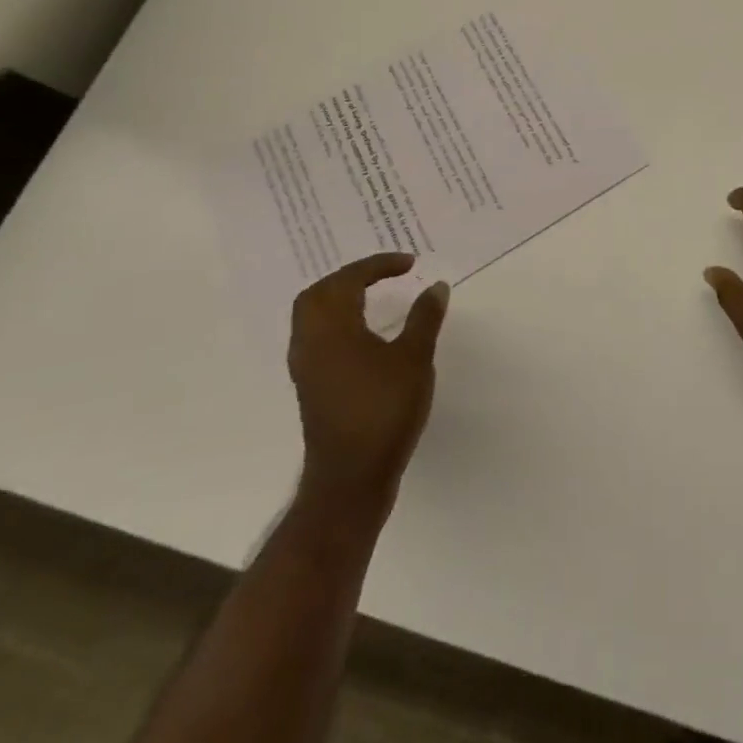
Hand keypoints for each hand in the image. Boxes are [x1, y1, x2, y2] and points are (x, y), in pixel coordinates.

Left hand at [287, 255, 449, 512]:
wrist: (350, 479)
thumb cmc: (383, 411)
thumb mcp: (414, 358)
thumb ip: (425, 318)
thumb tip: (436, 286)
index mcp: (332, 329)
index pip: (347, 281)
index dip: (377, 265)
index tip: (409, 264)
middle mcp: (310, 343)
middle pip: (318, 295)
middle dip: (350, 277)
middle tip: (383, 274)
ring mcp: (307, 368)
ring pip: (313, 317)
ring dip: (340, 299)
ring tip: (375, 296)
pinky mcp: (312, 388)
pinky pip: (318, 338)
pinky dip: (339, 322)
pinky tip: (365, 333)